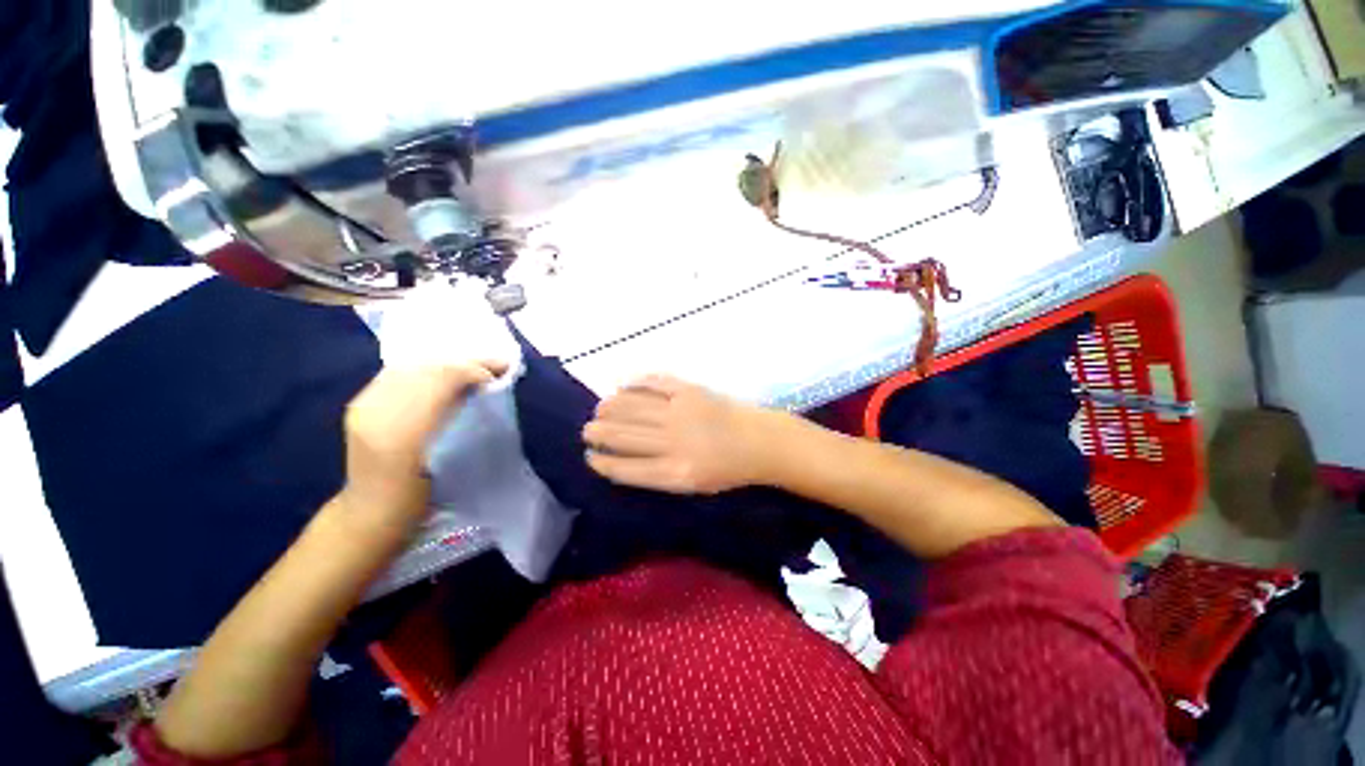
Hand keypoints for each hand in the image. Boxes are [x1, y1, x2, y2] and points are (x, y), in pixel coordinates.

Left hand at [339, 361, 507, 534]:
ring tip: (474, 368)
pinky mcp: (360, 403)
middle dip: (465, 363)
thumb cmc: (422, 494)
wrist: (373, 511)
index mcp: (402, 433)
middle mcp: (377, 411)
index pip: (440, 381)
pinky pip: (397, 373)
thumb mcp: (453, 460)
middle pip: (425, 368)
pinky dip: (426, 369)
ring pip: (412, 367)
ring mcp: (364, 404)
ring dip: (447, 364)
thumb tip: (487, 384)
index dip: (473, 370)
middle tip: (496, 366)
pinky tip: (442, 375)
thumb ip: (464, 419)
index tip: (502, 373)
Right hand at [583, 375, 781, 493]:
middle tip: (587, 430)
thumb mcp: (692, 485)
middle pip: (624, 437)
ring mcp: (680, 412)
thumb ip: (658, 474)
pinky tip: (624, 385)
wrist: (760, 442)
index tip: (590, 456)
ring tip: (599, 409)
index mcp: (674, 473)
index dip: (603, 462)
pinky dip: (636, 383)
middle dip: (599, 433)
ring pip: (633, 407)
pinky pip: (655, 383)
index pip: (626, 468)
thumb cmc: (727, 469)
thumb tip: (624, 458)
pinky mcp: (690, 390)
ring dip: (610, 408)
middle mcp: (672, 442)